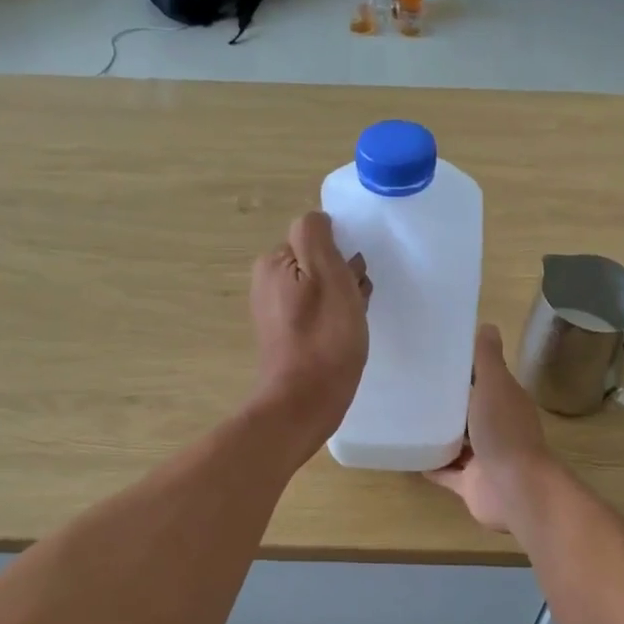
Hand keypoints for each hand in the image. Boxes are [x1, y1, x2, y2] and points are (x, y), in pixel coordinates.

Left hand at [248, 212, 370, 460]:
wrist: (305, 403)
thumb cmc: (324, 338)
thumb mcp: (327, 274)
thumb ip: (317, 236)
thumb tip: (318, 220)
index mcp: (274, 262)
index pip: (318, 238)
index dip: (342, 256)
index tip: (353, 280)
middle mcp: (268, 281)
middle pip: (320, 263)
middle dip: (344, 278)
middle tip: (355, 305)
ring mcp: (275, 310)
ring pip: (322, 288)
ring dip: (344, 299)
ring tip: (354, 323)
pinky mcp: (286, 335)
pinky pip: (317, 312)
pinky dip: (335, 319)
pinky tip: (346, 337)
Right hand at [425, 324, 558, 531]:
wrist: (515, 489)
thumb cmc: (504, 431)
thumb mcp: (494, 385)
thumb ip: (487, 359)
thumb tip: (488, 325)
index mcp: (504, 402)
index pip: (482, 380)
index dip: (462, 369)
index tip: (432, 358)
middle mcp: (496, 428)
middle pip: (467, 411)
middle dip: (445, 402)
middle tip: (409, 386)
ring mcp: (483, 458)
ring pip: (456, 442)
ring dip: (437, 433)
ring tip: (404, 417)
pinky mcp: (469, 484)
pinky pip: (445, 471)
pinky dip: (430, 464)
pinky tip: (407, 453)